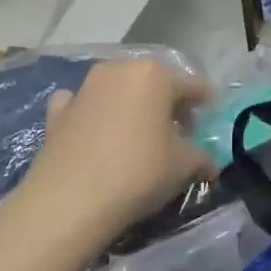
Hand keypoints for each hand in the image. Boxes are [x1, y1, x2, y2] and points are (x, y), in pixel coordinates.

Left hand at [16, 60, 214, 247]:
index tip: (211, 115)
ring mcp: (85, 88)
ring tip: (139, 134)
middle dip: (168, 103)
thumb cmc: (138, 173)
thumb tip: (210, 164)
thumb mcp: (183, 166)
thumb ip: (202, 158)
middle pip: (154, 83)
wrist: (68, 201)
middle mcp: (120, 70)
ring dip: (132, 106)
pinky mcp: (58, 111)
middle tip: (178, 130)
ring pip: (119, 90)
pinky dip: (93, 113)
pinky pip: (83, 104)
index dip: (205, 101)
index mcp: (155, 75)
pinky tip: (96, 131)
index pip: (192, 85)